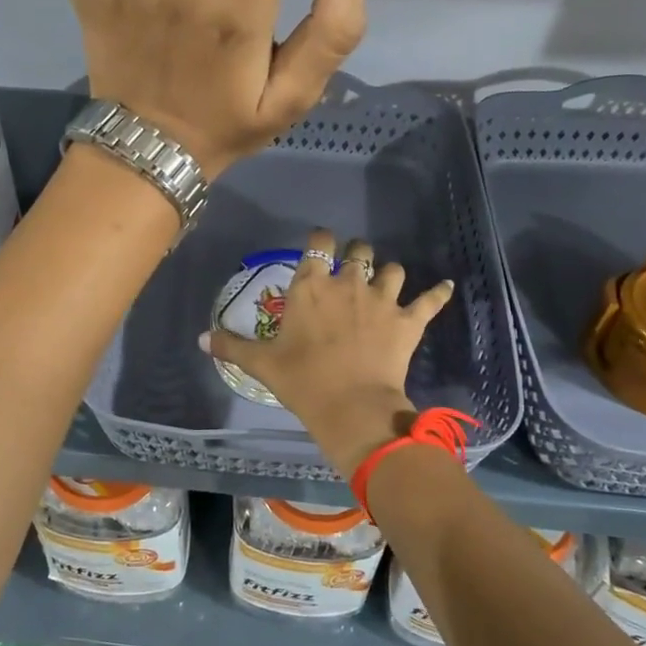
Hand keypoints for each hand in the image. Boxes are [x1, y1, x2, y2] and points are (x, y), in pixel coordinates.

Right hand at [203, 228, 455, 474]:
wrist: (351, 407)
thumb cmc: (302, 380)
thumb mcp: (262, 364)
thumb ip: (232, 346)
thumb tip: (201, 339)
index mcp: (311, 285)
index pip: (318, 243)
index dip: (321, 239)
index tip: (320, 244)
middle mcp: (348, 283)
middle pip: (359, 251)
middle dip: (357, 255)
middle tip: (352, 269)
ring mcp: (383, 300)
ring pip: (393, 269)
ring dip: (389, 274)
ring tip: (386, 283)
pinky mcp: (408, 320)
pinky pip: (430, 300)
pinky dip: (438, 293)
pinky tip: (445, 286)